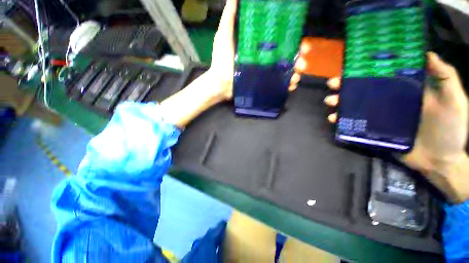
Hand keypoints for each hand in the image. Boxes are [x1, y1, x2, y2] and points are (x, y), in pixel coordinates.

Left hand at [207, 0, 301, 99]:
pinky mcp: (261, 86)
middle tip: (303, 63)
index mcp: (259, 48)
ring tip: (297, 76)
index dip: (293, 42)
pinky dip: (286, 86)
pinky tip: (291, 86)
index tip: (303, 44)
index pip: (280, 43)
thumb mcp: (224, 36)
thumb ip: (230, 17)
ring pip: (284, 73)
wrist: (219, 83)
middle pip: (286, 58)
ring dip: (294, 74)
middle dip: (298, 60)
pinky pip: (276, 86)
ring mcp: (263, 74)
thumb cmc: (221, 60)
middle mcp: (264, 60)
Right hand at [325, 52, 468, 201]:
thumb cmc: (450, 129)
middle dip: (344, 86)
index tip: (351, 65)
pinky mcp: (372, 130)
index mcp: (404, 89)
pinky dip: (341, 120)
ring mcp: (378, 116)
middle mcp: (387, 100)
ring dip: (339, 102)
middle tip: (333, 84)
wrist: (439, 160)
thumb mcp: (454, 100)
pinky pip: (353, 123)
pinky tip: (334, 119)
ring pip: (353, 106)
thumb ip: (445, 77)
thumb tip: (426, 53)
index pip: (380, 74)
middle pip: (361, 90)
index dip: (365, 69)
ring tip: (331, 102)